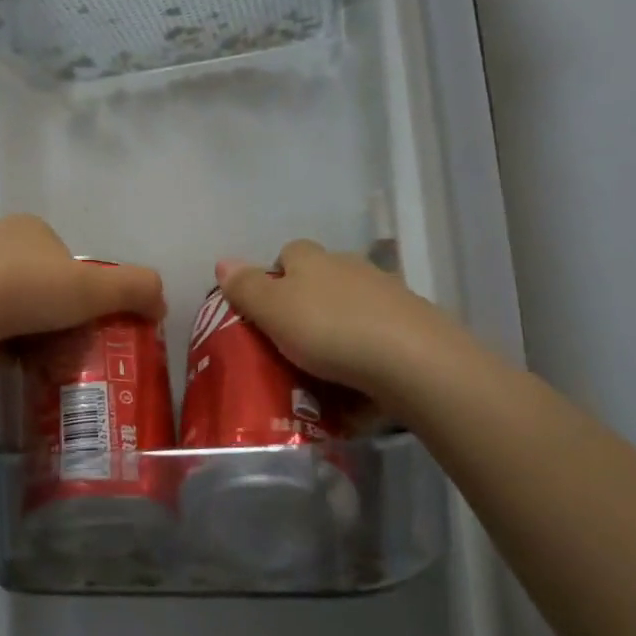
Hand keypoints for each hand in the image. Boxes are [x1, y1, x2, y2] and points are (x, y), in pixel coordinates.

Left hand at [0, 215, 165, 358]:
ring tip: (23, 359)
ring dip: (16, 330)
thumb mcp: (94, 290)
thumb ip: (136, 290)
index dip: (76, 295)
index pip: (64, 262)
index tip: (77, 324)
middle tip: (53, 347)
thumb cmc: (29, 291)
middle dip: (45, 316)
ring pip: (0, 302)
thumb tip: (163, 302)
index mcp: (29, 229)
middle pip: (32, 283)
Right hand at [215, 240, 454, 398]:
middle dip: (307, 304)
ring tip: (327, 368)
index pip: (288, 253)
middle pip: (322, 278)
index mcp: (313, 259)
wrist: (412, 359)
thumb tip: (223, 261)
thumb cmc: (328, 330)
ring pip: (352, 306)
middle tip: (292, 343)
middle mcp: (351, 266)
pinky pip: (379, 334)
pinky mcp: (412, 324)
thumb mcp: (273, 310)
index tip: (267, 311)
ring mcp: (387, 293)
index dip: (274, 277)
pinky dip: (367, 351)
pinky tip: (360, 381)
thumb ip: (246, 287)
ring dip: (339, 327)